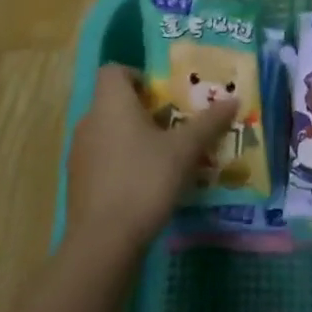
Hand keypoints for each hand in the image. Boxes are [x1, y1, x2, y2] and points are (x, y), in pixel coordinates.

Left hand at [67, 64, 238, 251]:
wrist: (103, 241)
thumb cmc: (144, 180)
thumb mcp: (184, 150)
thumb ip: (208, 123)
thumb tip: (234, 99)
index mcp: (111, 103)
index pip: (114, 70)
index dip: (138, 76)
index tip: (163, 95)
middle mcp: (89, 121)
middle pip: (114, 102)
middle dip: (143, 111)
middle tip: (174, 126)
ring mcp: (79, 153)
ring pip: (108, 132)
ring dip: (132, 138)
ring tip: (164, 157)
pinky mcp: (77, 183)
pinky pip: (101, 159)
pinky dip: (120, 163)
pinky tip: (144, 185)